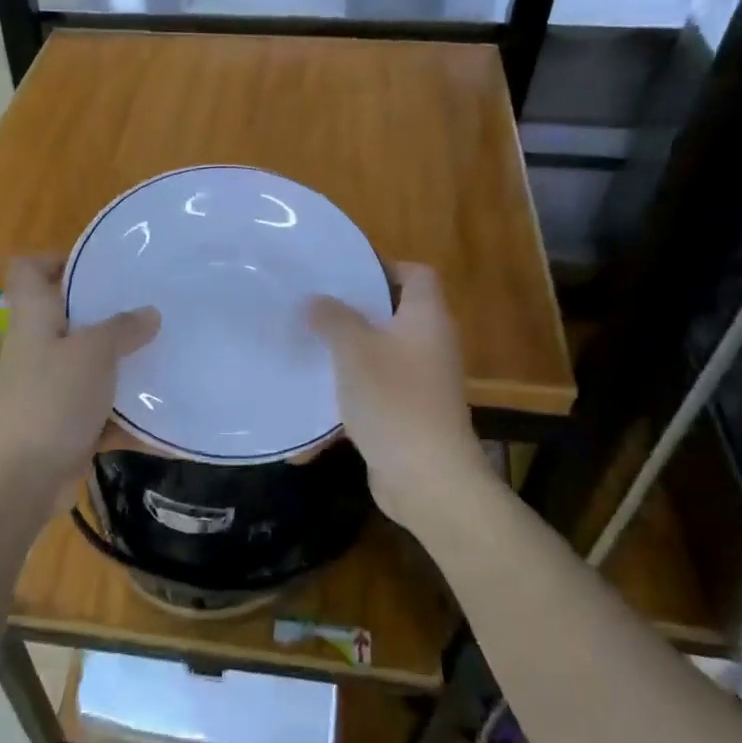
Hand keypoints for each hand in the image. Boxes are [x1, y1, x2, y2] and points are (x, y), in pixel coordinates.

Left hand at [0, 255, 159, 488]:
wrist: (21, 479)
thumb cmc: (51, 400)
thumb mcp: (92, 354)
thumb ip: (122, 329)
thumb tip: (149, 313)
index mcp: (35, 319)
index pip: (27, 270)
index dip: (56, 259)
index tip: (99, 265)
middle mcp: (39, 349)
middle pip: (69, 317)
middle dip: (109, 314)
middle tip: (152, 308)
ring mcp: (52, 390)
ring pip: (91, 367)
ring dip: (125, 367)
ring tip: (168, 356)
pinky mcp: (66, 426)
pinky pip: (104, 413)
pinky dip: (130, 418)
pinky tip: (167, 422)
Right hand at [308, 263, 493, 531]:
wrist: (427, 477)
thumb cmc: (393, 400)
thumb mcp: (355, 350)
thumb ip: (333, 319)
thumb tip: (317, 300)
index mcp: (426, 319)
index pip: (417, 274)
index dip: (384, 266)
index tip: (344, 273)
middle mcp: (431, 345)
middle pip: (396, 314)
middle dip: (356, 311)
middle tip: (315, 308)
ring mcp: (424, 383)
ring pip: (383, 354)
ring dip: (350, 353)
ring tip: (310, 347)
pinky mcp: (410, 415)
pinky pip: (378, 391)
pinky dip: (352, 392)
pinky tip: (317, 400)